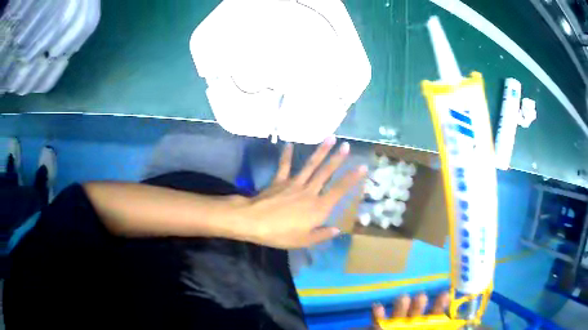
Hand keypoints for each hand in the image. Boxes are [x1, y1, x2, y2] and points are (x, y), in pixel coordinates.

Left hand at [236, 137, 366, 248]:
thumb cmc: (280, 234)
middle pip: (326, 173)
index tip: (362, 166)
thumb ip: (322, 234)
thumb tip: (337, 230)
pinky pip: (285, 166)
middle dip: (338, 159)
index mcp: (318, 208)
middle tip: (347, 145)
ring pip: (311, 165)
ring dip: (321, 151)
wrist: (254, 221)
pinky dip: (288, 155)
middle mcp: (309, 192)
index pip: (339, 190)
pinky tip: (290, 144)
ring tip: (330, 138)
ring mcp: (294, 184)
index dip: (352, 178)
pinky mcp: (279, 181)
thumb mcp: (304, 241)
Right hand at [372, 293, 449, 328]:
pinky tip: (378, 307)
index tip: (443, 295)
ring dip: (400, 306)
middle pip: (416, 312)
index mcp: (427, 327)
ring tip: (403, 299)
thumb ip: (446, 329)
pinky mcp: (379, 329)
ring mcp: (395, 327)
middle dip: (418, 305)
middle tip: (421, 297)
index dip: (439, 305)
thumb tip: (460, 328)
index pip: (435, 315)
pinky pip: (377, 323)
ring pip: (398, 315)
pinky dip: (377, 316)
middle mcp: (412, 326)